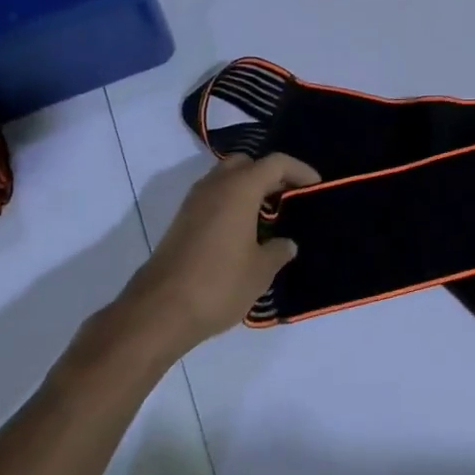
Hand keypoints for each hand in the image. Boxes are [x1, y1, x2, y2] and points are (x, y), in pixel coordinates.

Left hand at [79, 154, 316, 369]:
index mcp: (240, 188)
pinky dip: (232, 202)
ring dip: (248, 188)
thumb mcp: (260, 271)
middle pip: (247, 162)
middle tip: (289, 197)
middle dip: (270, 174)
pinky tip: (243, 231)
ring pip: (226, 178)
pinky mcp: (181, 221)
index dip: (300, 170)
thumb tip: (287, 244)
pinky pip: (213, 197)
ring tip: (269, 216)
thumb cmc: (218, 284)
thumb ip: (278, 251)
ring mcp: (194, 202)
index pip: (276, 163)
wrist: (158, 311)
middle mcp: (215, 185)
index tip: (316, 186)